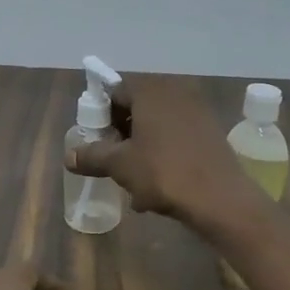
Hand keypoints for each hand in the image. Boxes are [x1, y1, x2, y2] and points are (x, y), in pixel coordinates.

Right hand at [63, 73, 266, 228]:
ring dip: (142, 145)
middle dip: (122, 132)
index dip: (102, 116)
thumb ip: (92, 156)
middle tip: (112, 159)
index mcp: (150, 91)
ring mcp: (197, 110)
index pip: (115, 92)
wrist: (220, 198)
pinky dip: (164, 152)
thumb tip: (69, 157)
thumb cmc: (164, 172)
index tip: (97, 141)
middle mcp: (175, 91)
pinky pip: (177, 136)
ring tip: (133, 176)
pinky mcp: (211, 131)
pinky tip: (158, 182)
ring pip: (158, 124)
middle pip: (138, 107)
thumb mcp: (120, 165)